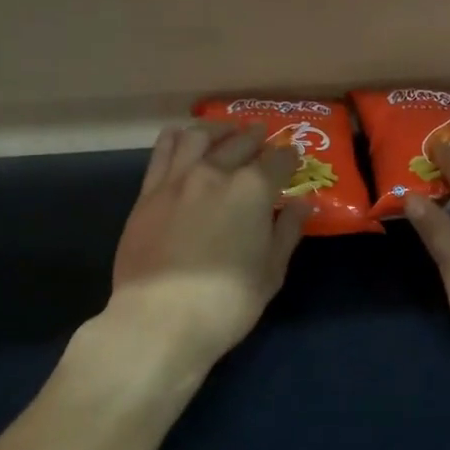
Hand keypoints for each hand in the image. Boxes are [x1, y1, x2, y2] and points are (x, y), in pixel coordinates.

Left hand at [104, 121, 309, 372]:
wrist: (160, 318)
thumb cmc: (227, 300)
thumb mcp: (271, 271)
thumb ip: (287, 231)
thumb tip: (302, 205)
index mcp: (252, 189)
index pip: (278, 161)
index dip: (289, 157)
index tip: (294, 159)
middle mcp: (215, 172)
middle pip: (240, 143)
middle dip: (255, 137)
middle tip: (262, 136)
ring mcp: (177, 180)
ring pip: (198, 137)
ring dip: (217, 130)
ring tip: (224, 132)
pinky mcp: (147, 194)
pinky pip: (162, 152)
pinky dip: (177, 138)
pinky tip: (183, 139)